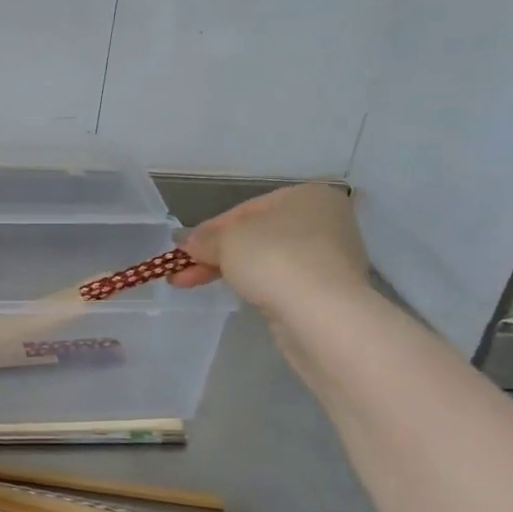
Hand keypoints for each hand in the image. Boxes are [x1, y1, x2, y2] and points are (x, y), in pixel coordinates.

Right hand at [169, 183, 369, 315]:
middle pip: (256, 235)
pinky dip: (256, 286)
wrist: (321, 314)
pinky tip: (237, 294)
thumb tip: (186, 242)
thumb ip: (204, 239)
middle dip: (215, 254)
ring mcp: (329, 258)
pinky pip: (281, 281)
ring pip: (266, 260)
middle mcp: (325, 222)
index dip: (209, 229)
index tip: (183, 250)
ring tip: (195, 284)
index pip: (245, 209)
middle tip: (183, 272)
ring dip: (229, 271)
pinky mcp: (327, 291)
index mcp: (307, 196)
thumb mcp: (227, 240)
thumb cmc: (274, 259)